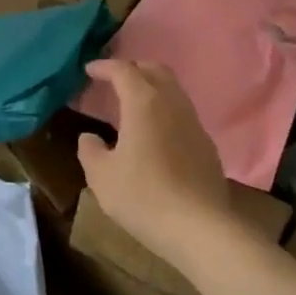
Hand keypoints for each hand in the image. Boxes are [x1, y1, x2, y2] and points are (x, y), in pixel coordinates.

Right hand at [77, 60, 233, 267]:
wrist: (199, 227)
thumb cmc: (142, 196)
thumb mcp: (101, 176)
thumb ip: (90, 150)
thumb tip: (90, 137)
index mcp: (144, 103)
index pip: (124, 71)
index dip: (105, 67)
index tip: (89, 70)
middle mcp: (173, 104)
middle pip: (155, 71)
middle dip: (133, 68)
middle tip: (112, 79)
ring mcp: (194, 123)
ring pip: (173, 91)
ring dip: (151, 88)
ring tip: (131, 104)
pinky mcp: (206, 145)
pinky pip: (182, 114)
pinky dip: (164, 110)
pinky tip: (153, 133)